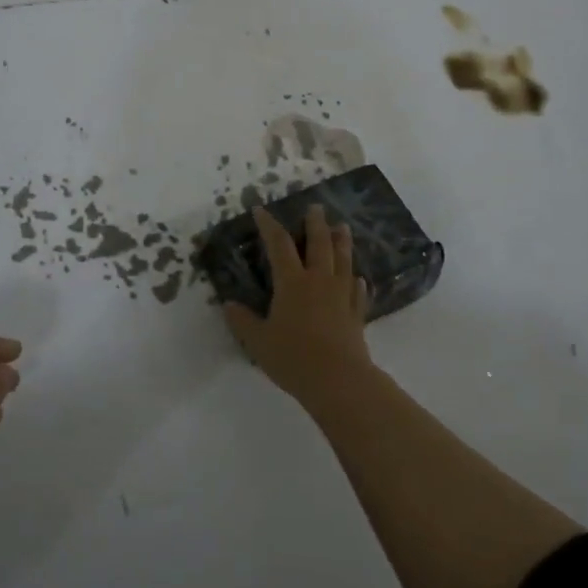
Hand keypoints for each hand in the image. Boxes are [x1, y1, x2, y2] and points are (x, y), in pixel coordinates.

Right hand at [223, 204, 371, 404]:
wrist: (338, 381)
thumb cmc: (293, 358)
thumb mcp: (258, 342)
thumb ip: (243, 322)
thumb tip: (228, 305)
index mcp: (292, 282)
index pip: (279, 245)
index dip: (269, 225)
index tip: (261, 210)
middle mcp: (318, 281)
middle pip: (319, 244)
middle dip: (316, 223)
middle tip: (316, 207)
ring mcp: (341, 296)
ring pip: (343, 261)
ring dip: (342, 241)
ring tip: (343, 226)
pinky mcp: (356, 314)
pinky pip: (358, 291)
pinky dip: (357, 282)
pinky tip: (359, 278)